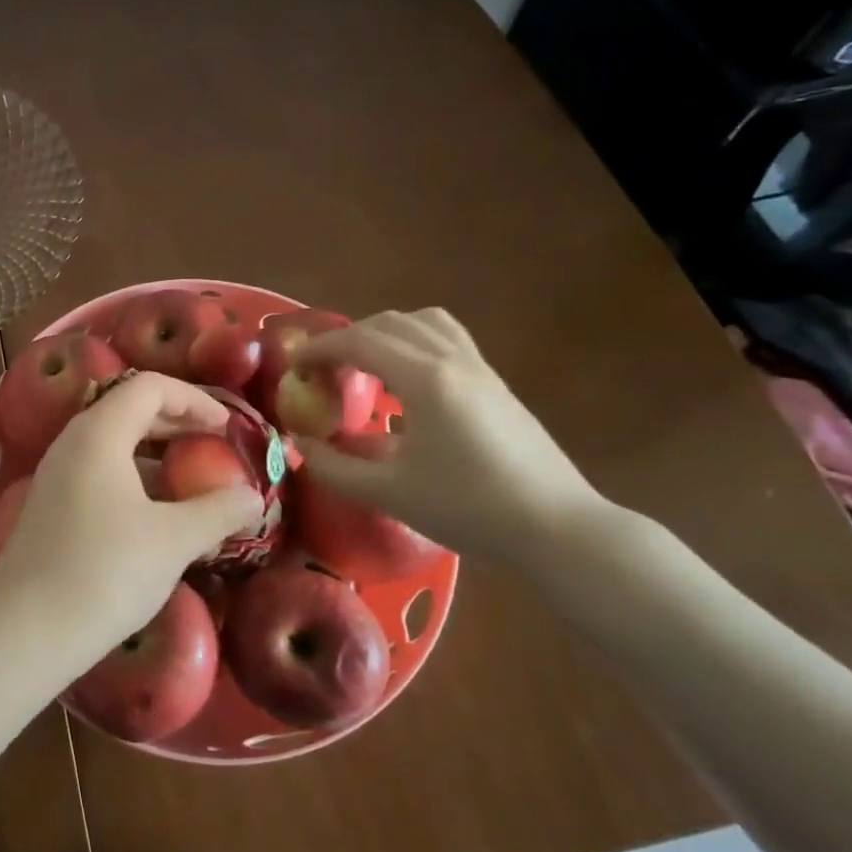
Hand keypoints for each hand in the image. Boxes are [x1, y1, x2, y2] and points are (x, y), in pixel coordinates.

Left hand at [0, 372, 263, 667]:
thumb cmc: (105, 571)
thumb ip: (218, 512)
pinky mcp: (52, 504)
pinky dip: (134, 477)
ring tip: (192, 481)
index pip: (150, 387)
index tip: (227, 427)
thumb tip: (253, 498)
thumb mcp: (173, 541)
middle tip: (215, 446)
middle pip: (129, 409)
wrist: (26, 629)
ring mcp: (58, 473)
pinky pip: (100, 471)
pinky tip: (156, 514)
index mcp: (99, 432)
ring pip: (114, 443)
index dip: (194, 399)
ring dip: (156, 453)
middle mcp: (73, 441)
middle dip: (177, 422)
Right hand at [293, 309, 605, 562]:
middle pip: (388, 323)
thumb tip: (300, 444)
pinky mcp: (496, 383)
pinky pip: (446, 339)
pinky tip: (407, 383)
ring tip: (365, 366)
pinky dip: (414, 343)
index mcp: (424, 379)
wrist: (557, 528)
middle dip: (347, 339)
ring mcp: (479, 368)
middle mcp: (451, 360)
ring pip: (423, 323)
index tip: (293, 367)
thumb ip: (334, 467)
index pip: (359, 342)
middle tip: (323, 371)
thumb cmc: (469, 508)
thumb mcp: (390, 493)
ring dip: (384, 333)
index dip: (319, 349)